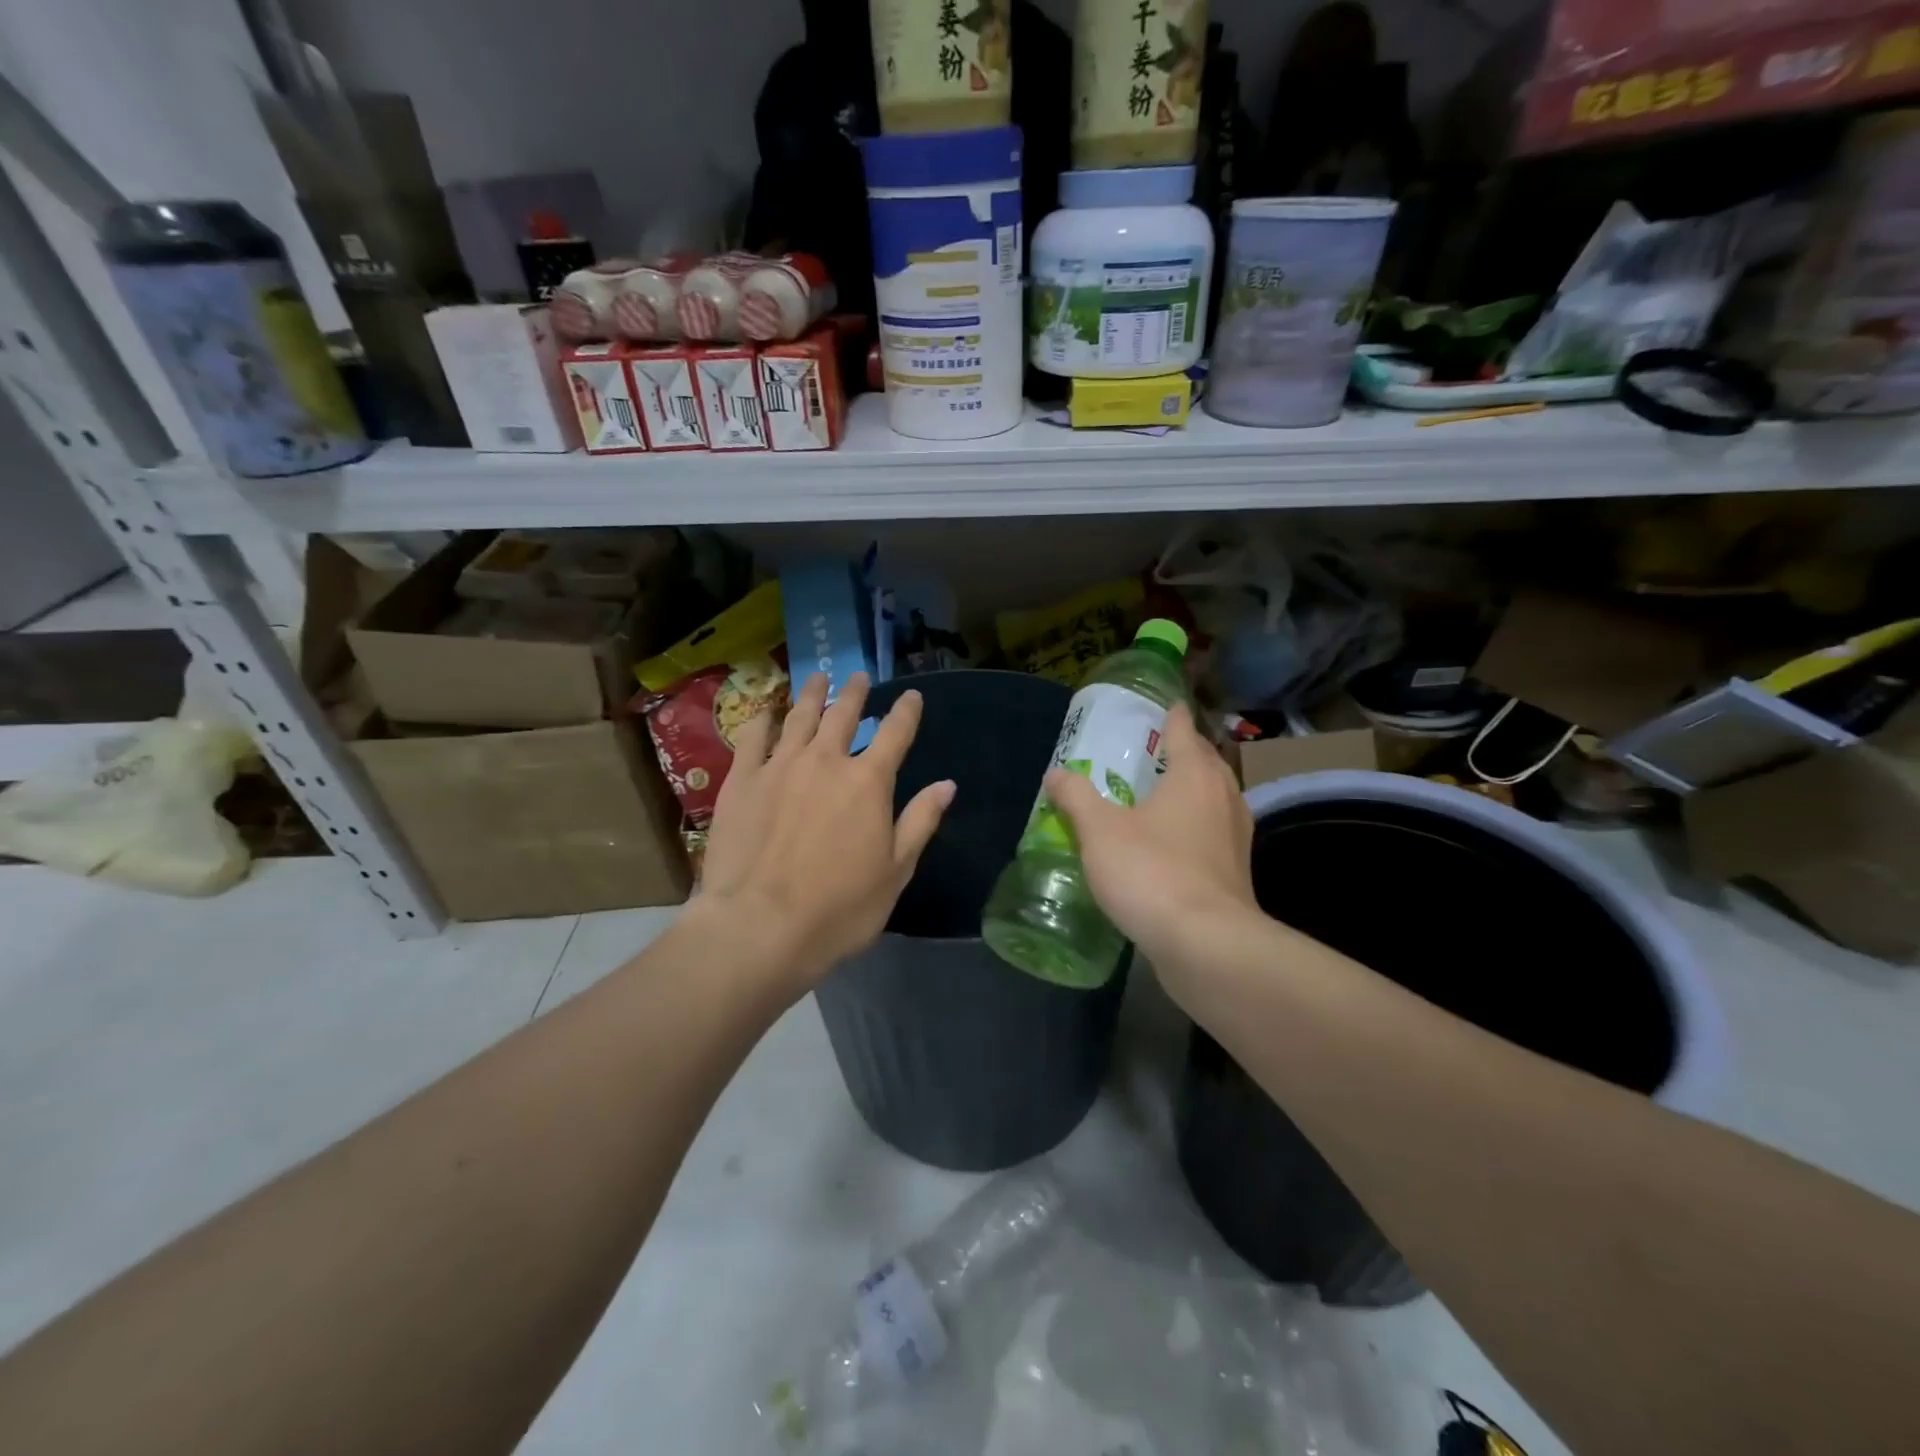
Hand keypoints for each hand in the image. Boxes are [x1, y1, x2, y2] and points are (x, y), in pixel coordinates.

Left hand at [700, 671, 953, 990]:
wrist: (759, 926)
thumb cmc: (839, 908)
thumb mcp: (895, 871)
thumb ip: (920, 822)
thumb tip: (947, 784)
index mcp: (869, 782)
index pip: (895, 733)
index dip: (906, 711)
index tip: (912, 696)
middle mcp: (826, 761)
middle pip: (843, 714)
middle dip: (855, 693)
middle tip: (858, 677)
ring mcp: (780, 766)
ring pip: (799, 717)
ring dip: (812, 694)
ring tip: (818, 677)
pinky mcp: (742, 780)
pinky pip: (753, 737)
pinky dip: (763, 719)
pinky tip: (767, 712)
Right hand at [1042, 701, 1257, 970]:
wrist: (1206, 944)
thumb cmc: (1151, 872)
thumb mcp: (1099, 831)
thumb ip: (1076, 798)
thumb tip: (1055, 773)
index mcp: (1193, 776)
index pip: (1183, 732)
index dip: (1173, 717)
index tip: (1167, 705)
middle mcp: (1222, 798)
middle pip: (1206, 763)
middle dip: (1187, 752)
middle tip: (1159, 750)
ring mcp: (1235, 837)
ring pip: (1215, 799)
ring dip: (1195, 790)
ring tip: (1166, 793)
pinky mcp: (1236, 873)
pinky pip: (1215, 834)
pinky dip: (1198, 827)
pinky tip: (1175, 844)